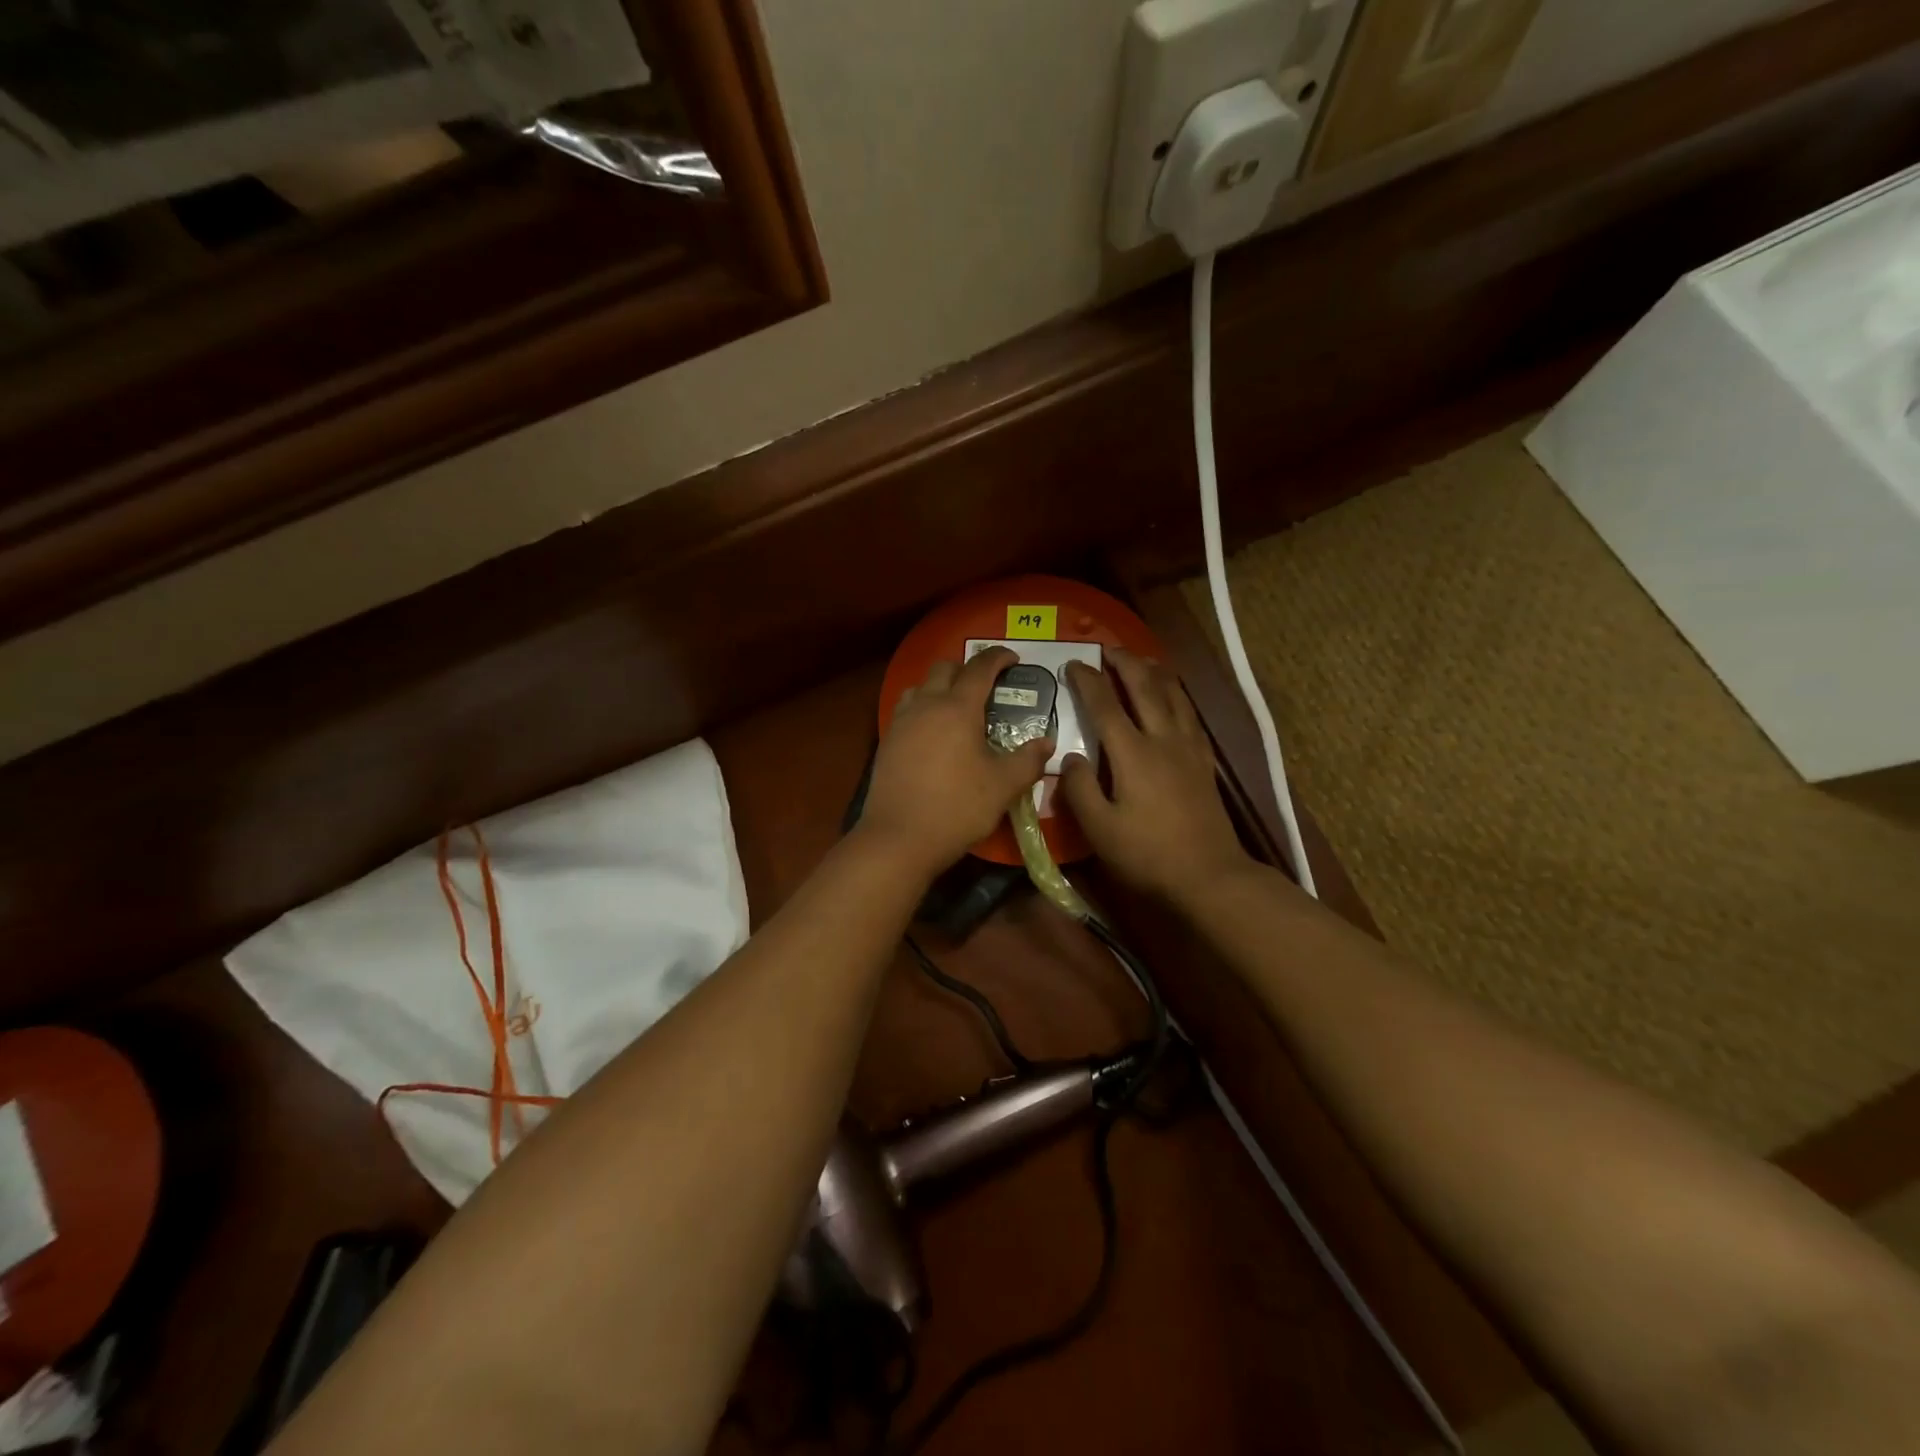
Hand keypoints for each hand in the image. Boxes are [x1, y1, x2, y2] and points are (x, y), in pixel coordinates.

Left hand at [860, 648, 1052, 877]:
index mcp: (957, 708)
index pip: (980, 668)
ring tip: (958, 709)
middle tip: (987, 687)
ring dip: (940, 687)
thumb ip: (1028, 760)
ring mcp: (901, 722)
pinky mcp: (887, 742)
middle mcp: (926, 705)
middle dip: (968, 669)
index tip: (1014, 660)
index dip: (999, 658)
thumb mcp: (1002, 786)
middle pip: (945, 668)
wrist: (898, 838)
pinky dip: (923, 708)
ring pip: (920, 686)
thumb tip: (1047, 743)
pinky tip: (933, 734)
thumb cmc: (956, 807)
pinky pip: (906, 710)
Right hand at [1058, 649, 1255, 908]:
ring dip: (1154, 672)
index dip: (1087, 681)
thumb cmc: (1147, 855)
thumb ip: (1079, 789)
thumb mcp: (1099, 829)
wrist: (1208, 876)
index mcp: (1133, 754)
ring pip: (1173, 695)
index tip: (1073, 663)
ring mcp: (1189, 748)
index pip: (1105, 705)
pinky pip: (1189, 715)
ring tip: (1140, 661)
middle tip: (1107, 649)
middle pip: (1145, 687)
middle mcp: (1163, 740)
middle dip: (1125, 663)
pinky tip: (1173, 699)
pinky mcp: (1204, 762)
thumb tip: (1070, 758)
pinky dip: (1176, 696)